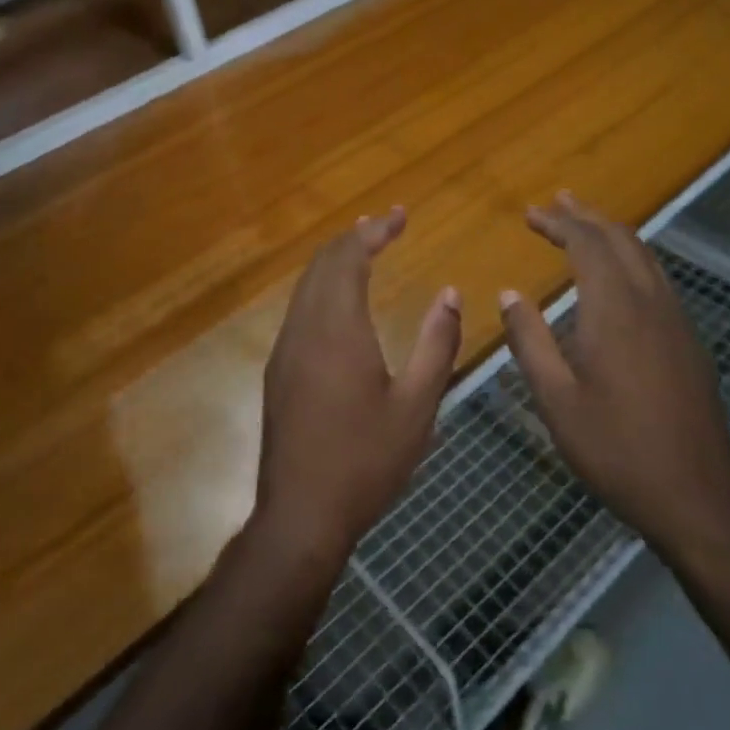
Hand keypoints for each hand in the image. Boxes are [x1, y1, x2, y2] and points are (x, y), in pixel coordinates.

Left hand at [254, 207, 461, 571]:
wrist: (301, 514)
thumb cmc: (366, 461)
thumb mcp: (417, 406)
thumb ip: (437, 344)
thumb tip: (450, 295)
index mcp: (338, 330)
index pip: (349, 258)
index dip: (375, 231)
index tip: (401, 216)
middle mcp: (304, 328)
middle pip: (322, 263)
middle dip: (354, 237)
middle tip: (386, 225)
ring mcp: (285, 349)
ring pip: (306, 285)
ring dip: (335, 260)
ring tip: (365, 248)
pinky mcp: (278, 370)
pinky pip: (299, 308)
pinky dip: (322, 286)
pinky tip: (341, 300)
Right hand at [499, 193, 729, 561]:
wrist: (695, 495)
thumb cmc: (615, 448)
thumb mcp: (556, 399)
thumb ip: (529, 340)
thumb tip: (510, 293)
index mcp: (615, 310)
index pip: (587, 244)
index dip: (558, 223)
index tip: (531, 213)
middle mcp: (651, 302)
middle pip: (621, 239)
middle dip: (586, 216)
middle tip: (557, 202)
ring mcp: (676, 320)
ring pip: (645, 256)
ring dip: (612, 233)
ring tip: (584, 223)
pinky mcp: (688, 341)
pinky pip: (657, 279)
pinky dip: (631, 258)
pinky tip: (618, 275)